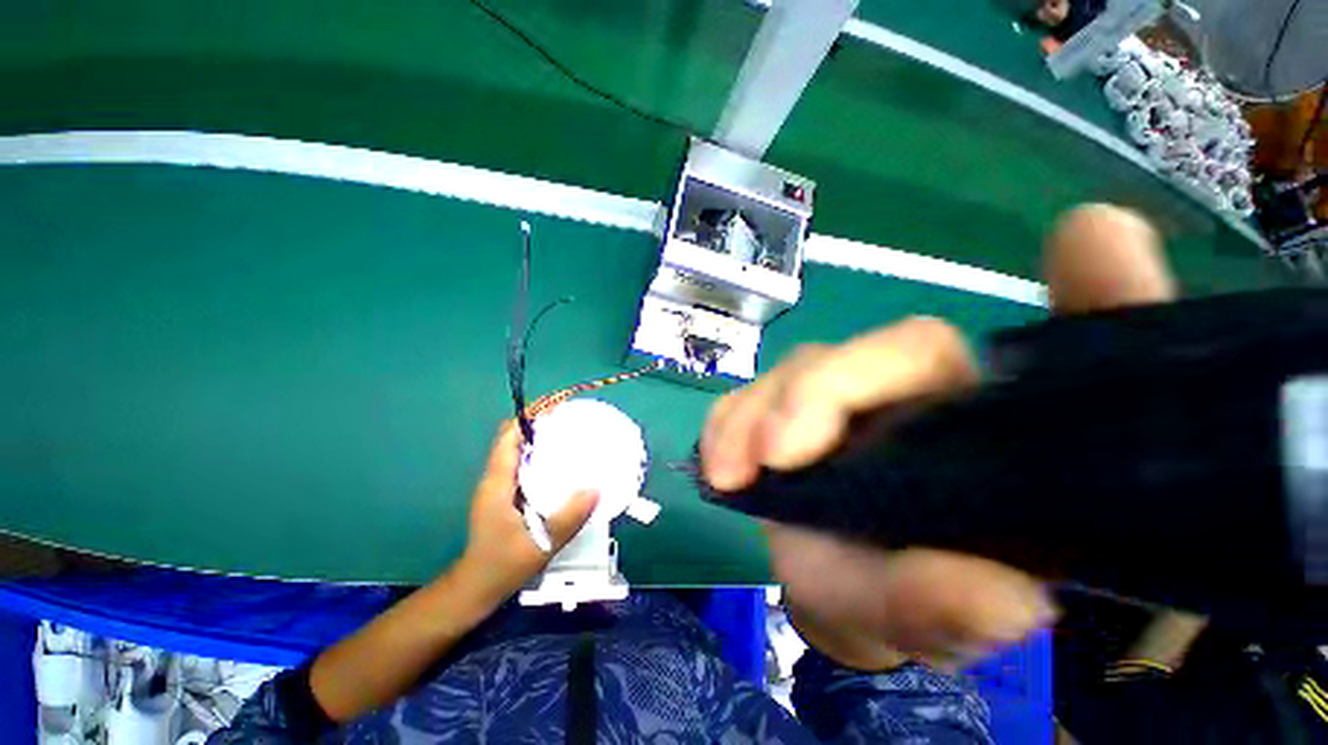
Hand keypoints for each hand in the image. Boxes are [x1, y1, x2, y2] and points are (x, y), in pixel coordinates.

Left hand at [458, 421, 598, 602]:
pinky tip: (564, 463)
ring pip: (520, 449)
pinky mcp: (507, 494)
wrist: (476, 588)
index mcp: (498, 482)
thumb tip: (596, 488)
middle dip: (540, 421)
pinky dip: (542, 455)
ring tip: (572, 434)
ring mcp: (501, 485)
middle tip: (572, 417)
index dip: (531, 415)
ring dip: (542, 437)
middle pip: (515, 436)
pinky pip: (525, 464)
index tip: (559, 405)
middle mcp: (497, 477)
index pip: (510, 435)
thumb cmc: (503, 566)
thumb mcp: (541, 544)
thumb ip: (569, 517)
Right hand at [701, 204, 1175, 669]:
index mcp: (996, 431)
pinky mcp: (789, 408)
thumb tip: (999, 596)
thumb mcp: (940, 618)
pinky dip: (727, 421)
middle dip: (820, 392)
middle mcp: (926, 394)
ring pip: (804, 368)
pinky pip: (751, 395)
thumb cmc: (910, 601)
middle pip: (884, 352)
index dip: (1098, 286)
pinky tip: (717, 461)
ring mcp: (847, 395)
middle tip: (776, 453)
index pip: (1060, 350)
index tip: (1092, 240)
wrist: (848, 598)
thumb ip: (964, 612)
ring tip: (729, 471)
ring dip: (756, 413)